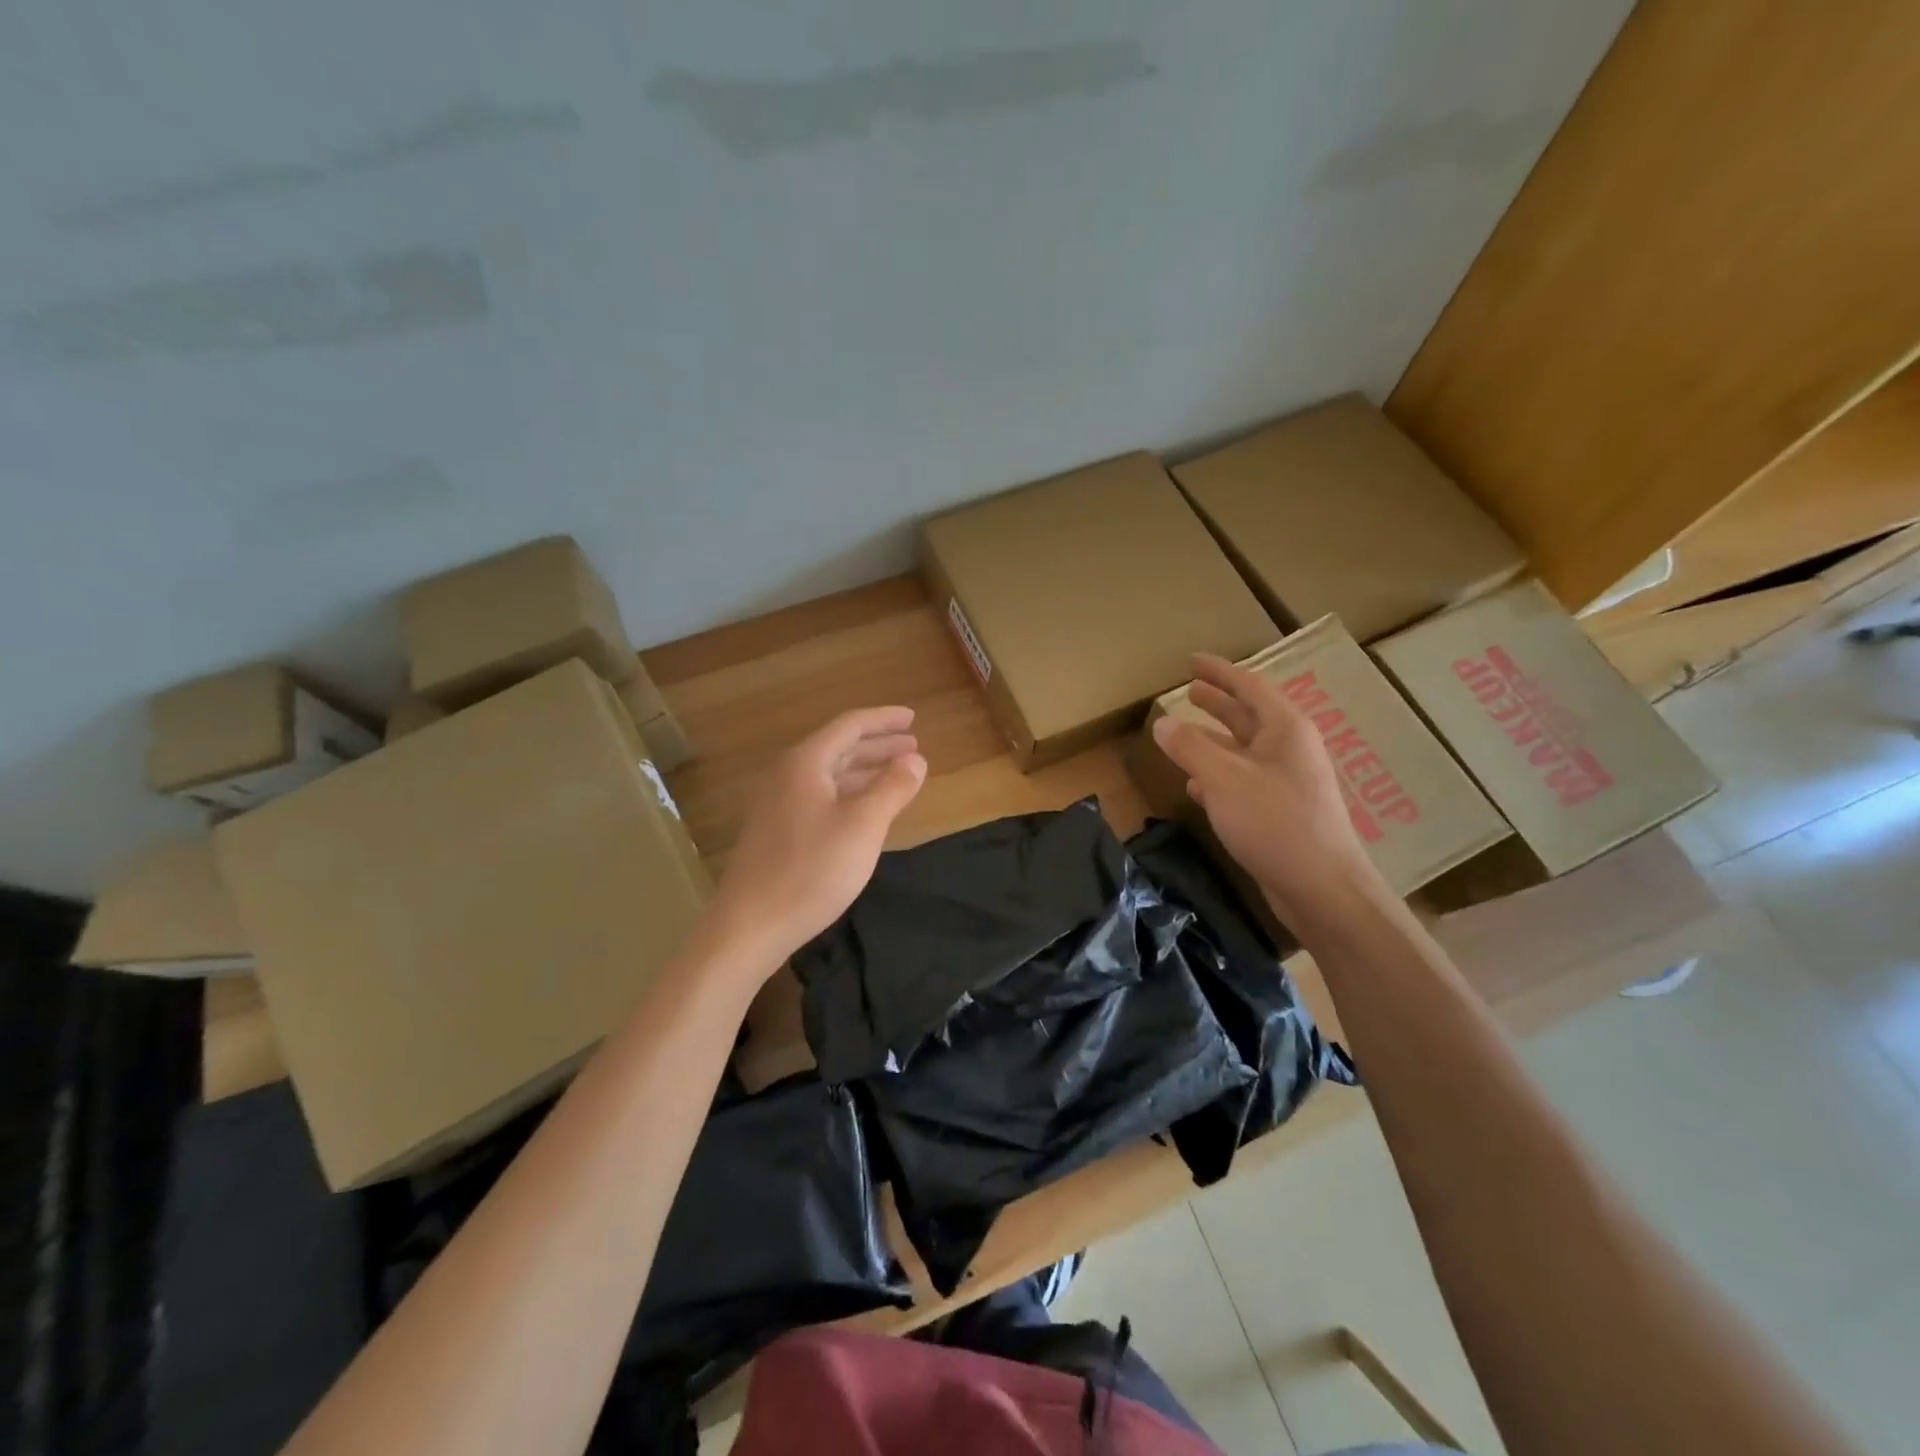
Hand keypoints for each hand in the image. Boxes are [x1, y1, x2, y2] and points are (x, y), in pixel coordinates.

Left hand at [710, 706, 926, 965]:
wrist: (750, 925)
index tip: (913, 718)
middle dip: (878, 745)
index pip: (849, 725)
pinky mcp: (776, 830)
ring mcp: (777, 803)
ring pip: (829, 774)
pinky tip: (866, 809)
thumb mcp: (863, 826)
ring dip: (865, 770)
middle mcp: (787, 775)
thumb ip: (892, 787)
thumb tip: (915, 760)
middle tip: (913, 746)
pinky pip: (820, 796)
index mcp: (805, 763)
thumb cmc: (811, 870)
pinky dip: (849, 793)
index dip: (884, 719)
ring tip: (898, 774)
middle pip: (838, 747)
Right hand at [1152, 654, 1384, 922]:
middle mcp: (1289, 749)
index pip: (1248, 686)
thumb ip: (1189, 747)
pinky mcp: (1280, 812)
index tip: (1191, 660)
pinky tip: (1195, 786)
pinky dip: (1217, 776)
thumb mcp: (1223, 779)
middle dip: (1217, 702)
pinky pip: (1243, 781)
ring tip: (1181, 734)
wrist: (1321, 887)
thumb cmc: (1274, 822)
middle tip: (1189, 689)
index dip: (1218, 671)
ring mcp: (1287, 781)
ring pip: (1243, 750)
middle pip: (1248, 716)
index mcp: (1284, 729)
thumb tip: (1162, 722)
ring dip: (1213, 740)